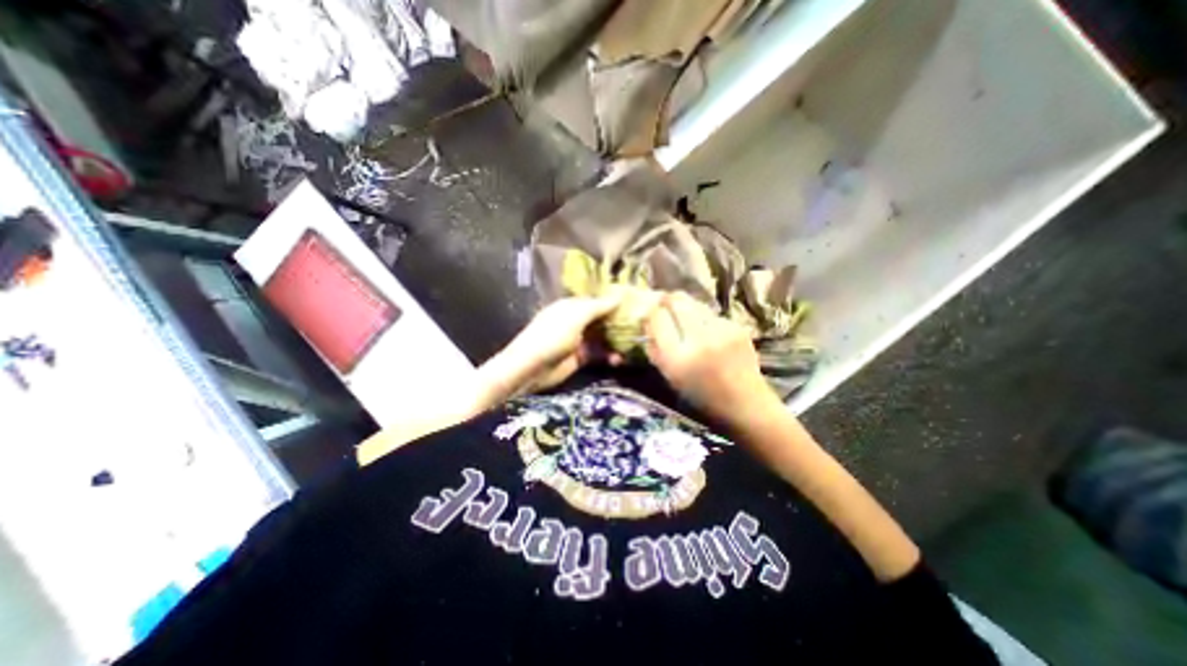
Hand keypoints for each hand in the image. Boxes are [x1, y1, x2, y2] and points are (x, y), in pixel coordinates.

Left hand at [488, 293, 624, 393]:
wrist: (531, 369)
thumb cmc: (552, 336)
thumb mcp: (576, 317)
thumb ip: (598, 306)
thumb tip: (620, 295)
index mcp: (572, 306)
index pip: (598, 301)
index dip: (615, 303)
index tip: (636, 305)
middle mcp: (576, 321)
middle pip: (602, 319)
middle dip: (618, 323)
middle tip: (640, 327)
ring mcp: (578, 340)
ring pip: (602, 337)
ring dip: (616, 341)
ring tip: (633, 346)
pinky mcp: (579, 358)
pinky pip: (598, 354)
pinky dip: (609, 356)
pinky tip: (619, 360)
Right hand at [646, 292, 785, 424]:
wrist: (746, 404)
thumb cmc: (701, 396)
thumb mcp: (669, 377)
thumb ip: (655, 349)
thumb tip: (647, 323)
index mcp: (676, 358)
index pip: (657, 318)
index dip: (652, 314)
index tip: (651, 315)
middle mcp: (698, 340)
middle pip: (677, 301)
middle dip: (667, 300)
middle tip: (665, 304)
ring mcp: (721, 331)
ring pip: (695, 304)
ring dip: (686, 308)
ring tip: (686, 320)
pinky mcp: (737, 327)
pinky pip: (711, 314)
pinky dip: (704, 319)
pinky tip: (708, 333)